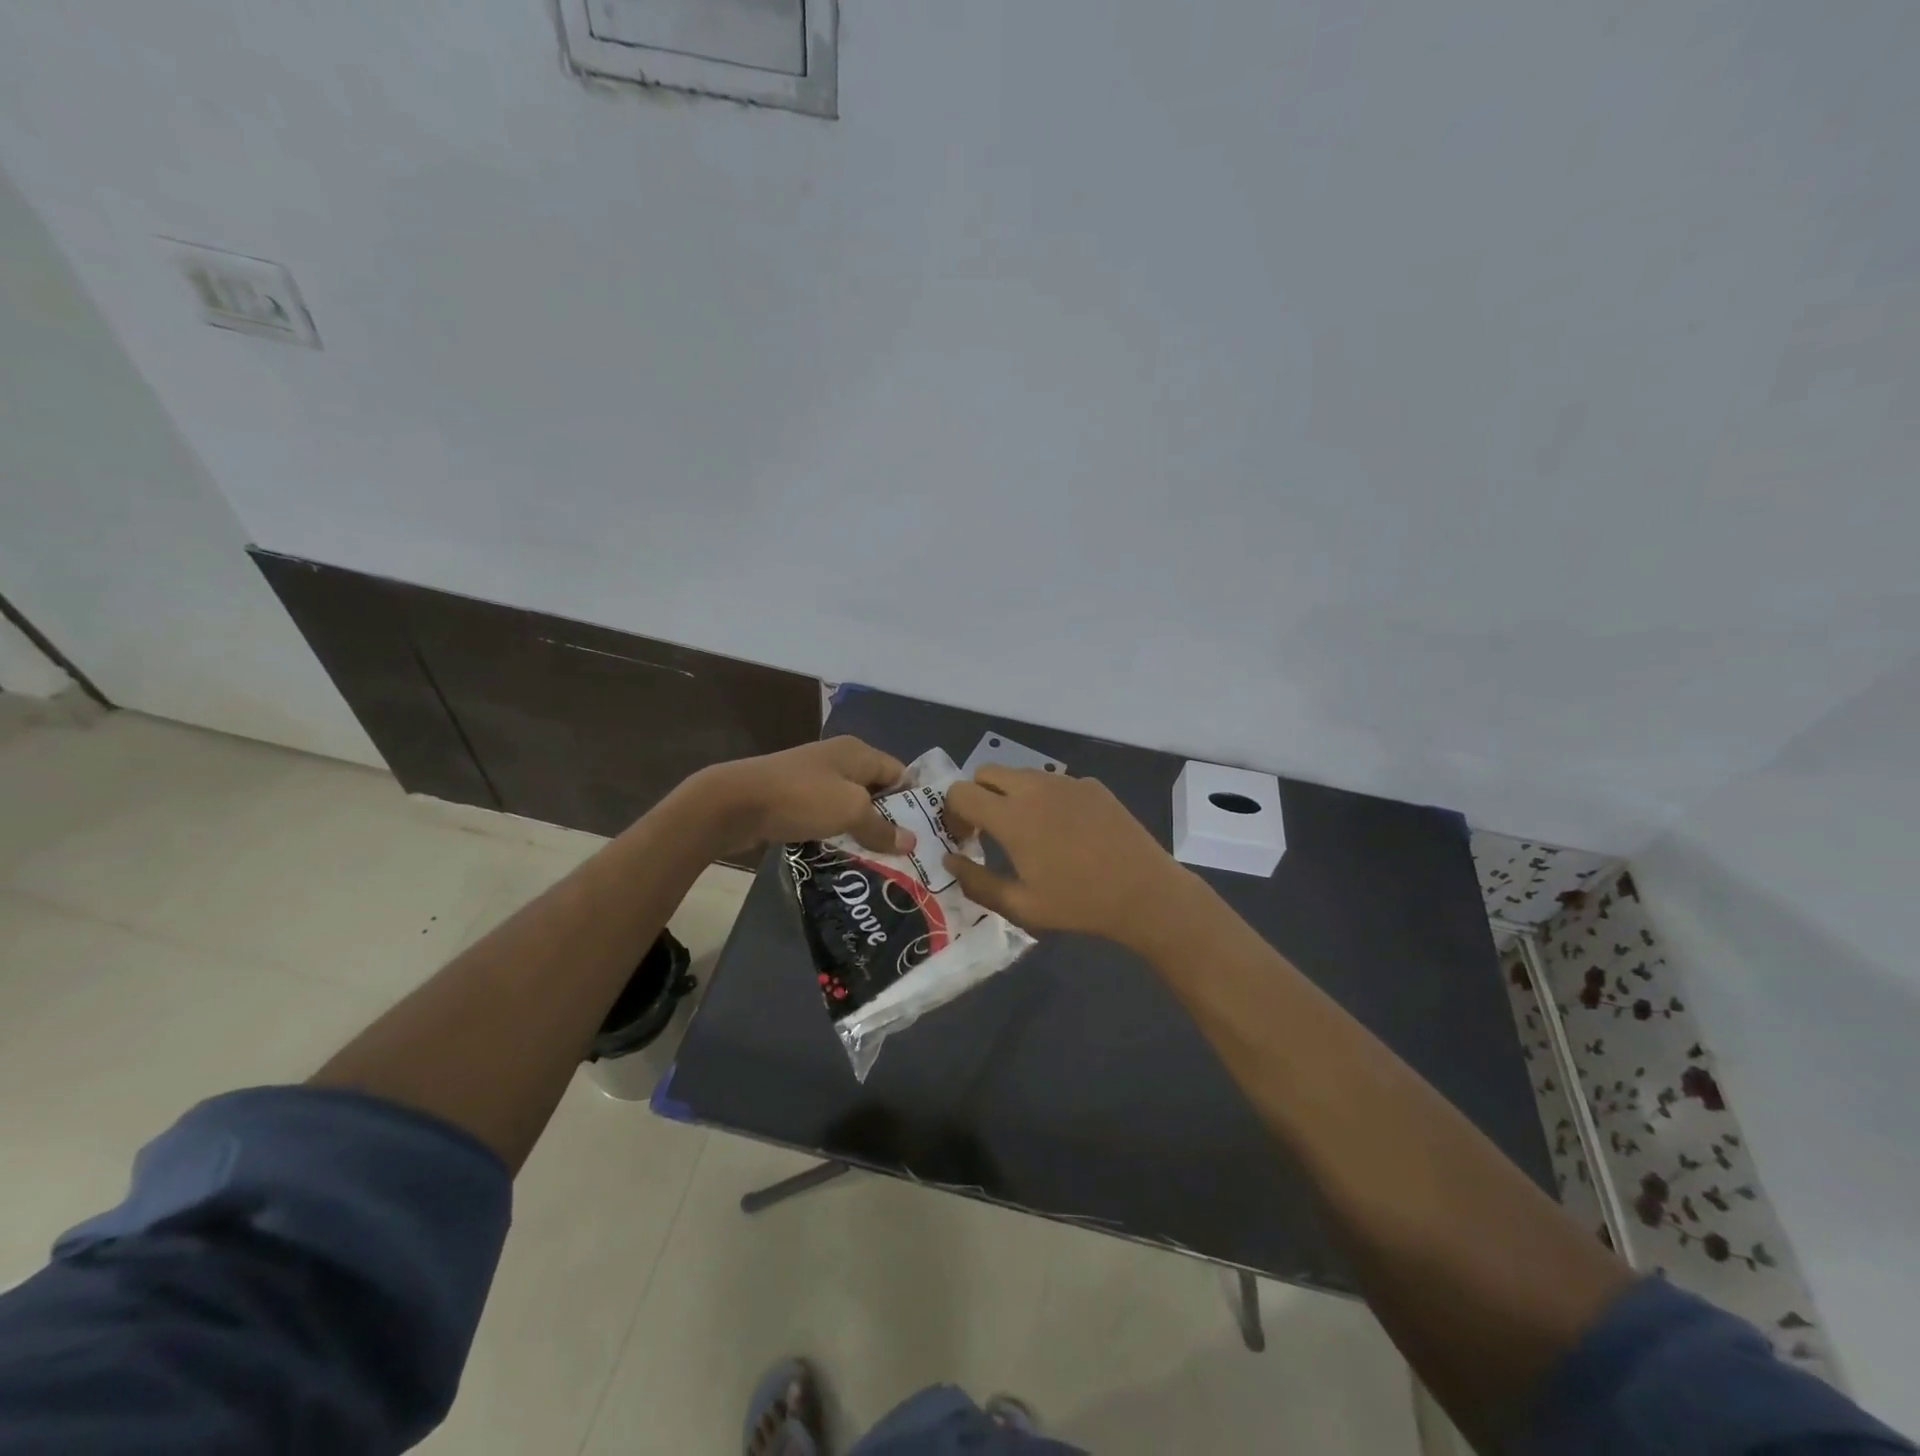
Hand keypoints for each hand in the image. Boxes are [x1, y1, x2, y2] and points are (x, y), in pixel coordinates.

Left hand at [685, 736, 913, 855]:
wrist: (734, 802)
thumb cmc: (801, 798)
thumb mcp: (849, 811)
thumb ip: (881, 827)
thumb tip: (910, 842)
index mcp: (857, 752)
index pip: (899, 773)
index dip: (913, 801)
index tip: (926, 833)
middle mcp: (839, 760)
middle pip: (876, 790)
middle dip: (889, 820)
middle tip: (906, 855)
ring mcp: (814, 778)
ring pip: (850, 805)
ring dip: (861, 830)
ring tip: (880, 862)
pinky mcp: (794, 798)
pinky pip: (826, 816)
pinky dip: (836, 833)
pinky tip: (844, 857)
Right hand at [942, 766, 1189, 949]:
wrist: (1144, 892)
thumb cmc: (1078, 903)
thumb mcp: (1021, 906)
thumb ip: (977, 882)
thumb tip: (949, 860)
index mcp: (1011, 816)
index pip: (961, 792)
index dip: (953, 811)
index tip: (964, 836)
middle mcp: (1034, 788)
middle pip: (987, 772)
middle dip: (978, 795)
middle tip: (988, 829)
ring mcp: (1066, 782)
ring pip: (1021, 774)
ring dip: (1010, 794)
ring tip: (1027, 830)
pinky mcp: (1091, 785)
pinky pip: (1054, 782)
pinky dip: (1045, 798)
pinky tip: (1066, 831)